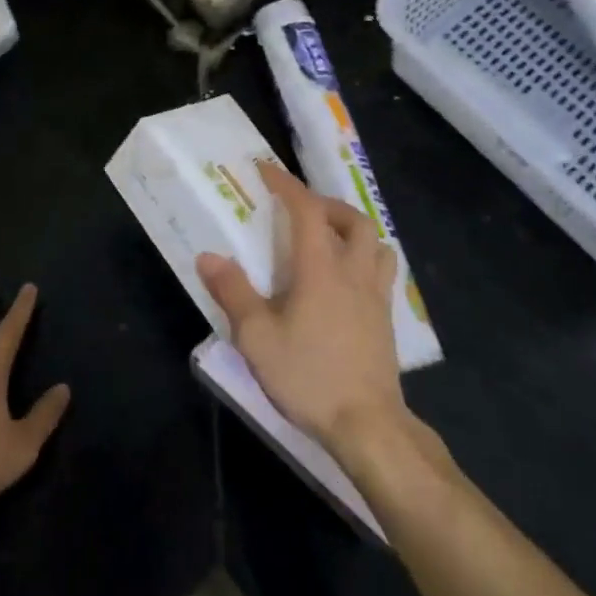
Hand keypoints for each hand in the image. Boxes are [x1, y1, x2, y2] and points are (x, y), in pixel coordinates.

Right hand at [196, 163, 408, 452]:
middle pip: (353, 220)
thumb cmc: (308, 376)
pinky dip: (366, 258)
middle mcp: (353, 272)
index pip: (307, 210)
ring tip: (329, 238)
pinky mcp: (386, 320)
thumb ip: (233, 293)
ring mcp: (376, 296)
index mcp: (321, 269)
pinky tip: (347, 279)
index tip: (266, 171)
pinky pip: (382, 271)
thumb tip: (208, 257)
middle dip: (326, 204)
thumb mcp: (258, 338)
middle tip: (300, 210)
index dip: (286, 185)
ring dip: (353, 229)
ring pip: (376, 243)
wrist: (367, 424)